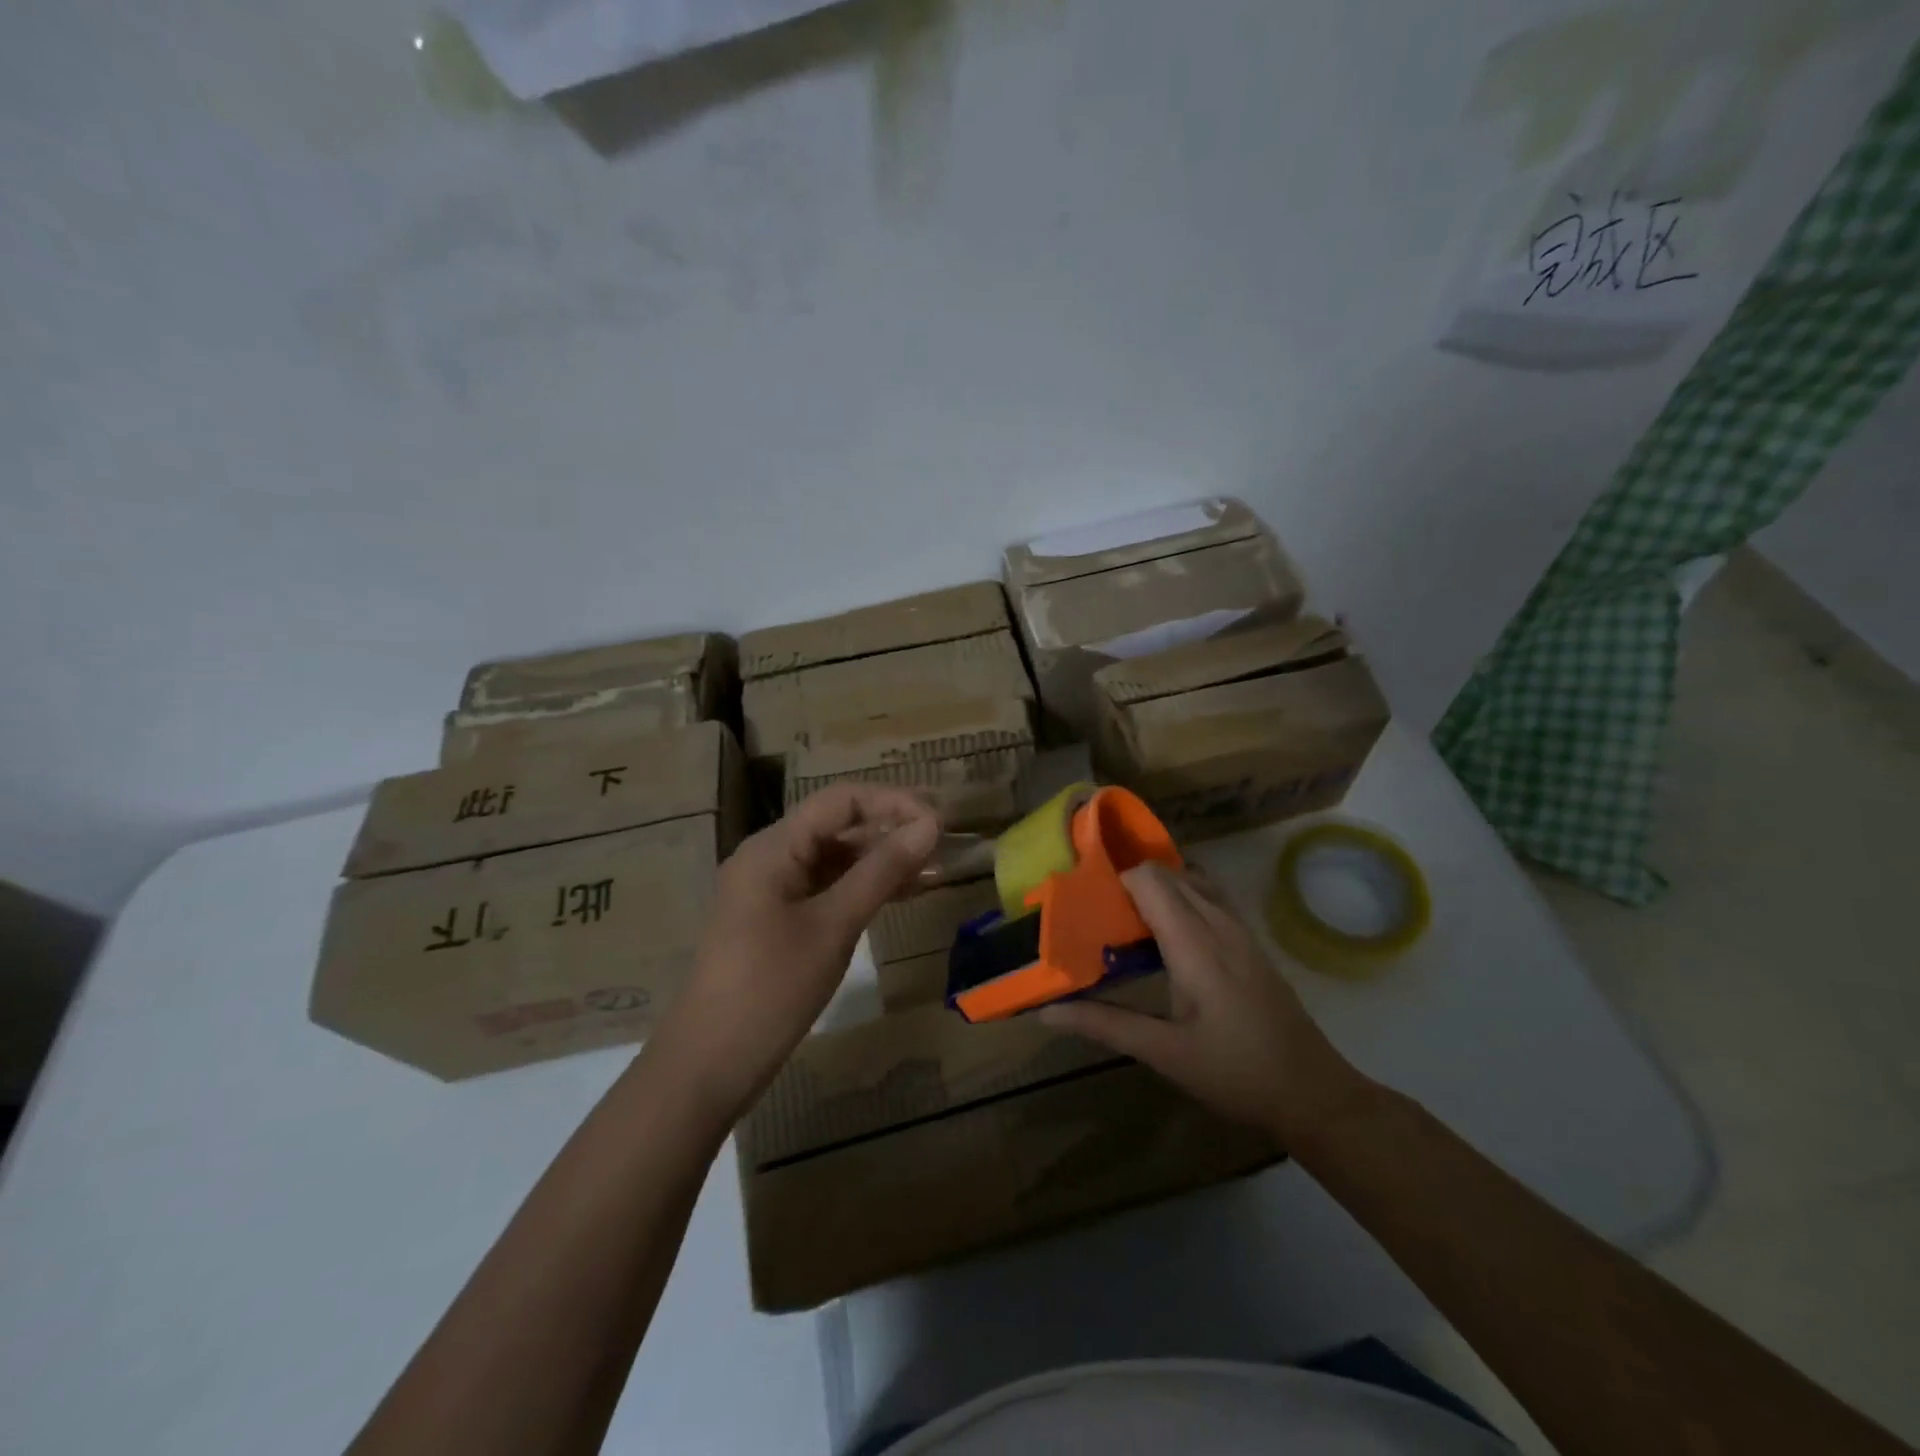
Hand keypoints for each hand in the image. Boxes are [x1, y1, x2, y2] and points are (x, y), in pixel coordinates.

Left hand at [651, 784, 939, 1121]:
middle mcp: (771, 857)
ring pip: (836, 858)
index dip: (892, 802)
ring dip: (882, 861)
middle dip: (891, 830)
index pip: (840, 800)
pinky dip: (864, 888)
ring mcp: (773, 890)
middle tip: (944, 845)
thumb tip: (930, 825)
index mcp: (773, 847)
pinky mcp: (779, 919)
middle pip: (838, 826)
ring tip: (934, 870)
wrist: (712, 1063)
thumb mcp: (834, 924)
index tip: (938, 820)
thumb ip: (882, 871)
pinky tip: (903, 894)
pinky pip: (828, 888)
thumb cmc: (772, 987)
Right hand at [1039, 861, 1370, 1147]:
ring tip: (1124, 921)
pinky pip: (1209, 897)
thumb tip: (1047, 1011)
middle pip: (1168, 874)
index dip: (1114, 881)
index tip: (1085, 904)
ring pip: (1192, 882)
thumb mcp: (1165, 1053)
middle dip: (1129, 883)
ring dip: (1156, 889)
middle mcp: (1219, 924)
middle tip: (1096, 915)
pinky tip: (1165, 935)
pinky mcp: (1250, 942)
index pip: (1149, 879)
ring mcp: (1240, 930)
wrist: (1314, 1093)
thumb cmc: (1236, 1073)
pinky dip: (1180, 898)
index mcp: (1195, 943)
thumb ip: (1106, 1025)